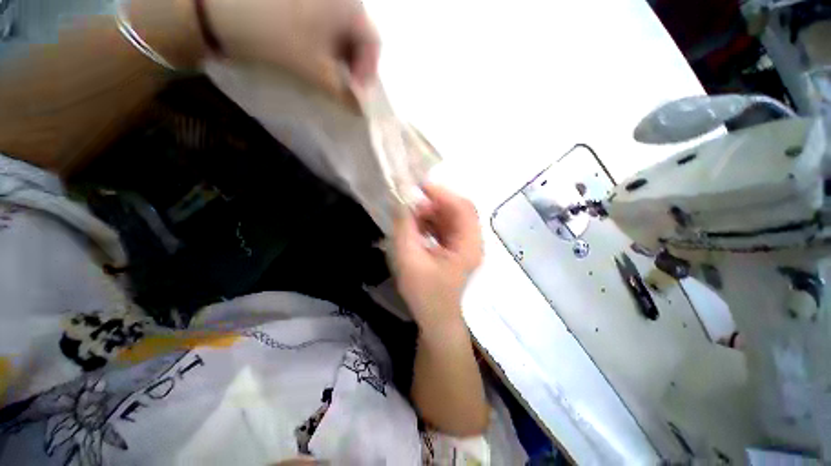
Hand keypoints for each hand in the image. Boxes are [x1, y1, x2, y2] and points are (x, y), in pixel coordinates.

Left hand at [203, 0, 379, 95]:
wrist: (218, 7)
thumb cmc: (276, 35)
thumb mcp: (315, 70)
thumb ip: (344, 92)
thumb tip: (361, 109)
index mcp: (349, 5)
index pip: (373, 43)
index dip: (368, 71)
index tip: (355, 92)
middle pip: (357, 35)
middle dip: (353, 65)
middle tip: (342, 86)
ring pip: (339, 29)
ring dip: (338, 56)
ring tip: (326, 73)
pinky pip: (323, 22)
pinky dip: (323, 43)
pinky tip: (313, 55)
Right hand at [393, 184, 482, 328]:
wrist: (436, 319)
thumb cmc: (424, 294)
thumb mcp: (409, 260)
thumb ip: (404, 228)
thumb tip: (401, 200)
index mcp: (468, 245)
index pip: (463, 208)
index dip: (442, 194)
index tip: (419, 187)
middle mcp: (472, 241)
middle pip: (458, 210)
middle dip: (434, 203)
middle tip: (411, 204)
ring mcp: (465, 244)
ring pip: (450, 217)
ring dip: (431, 212)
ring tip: (410, 217)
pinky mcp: (456, 248)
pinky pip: (445, 227)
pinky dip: (431, 222)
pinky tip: (416, 227)